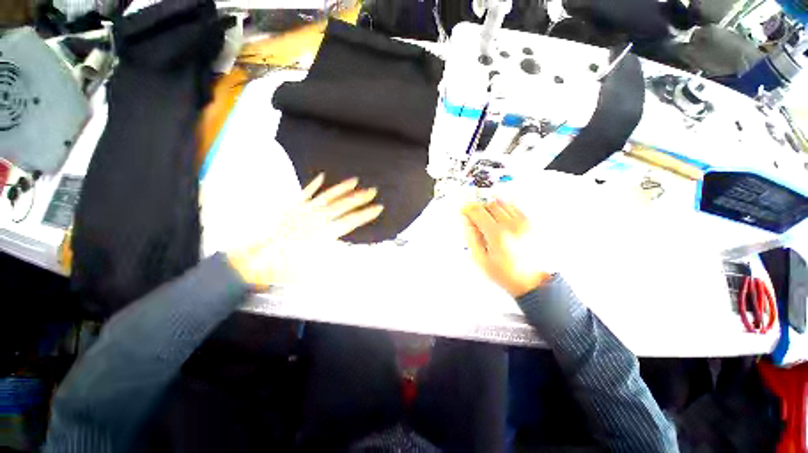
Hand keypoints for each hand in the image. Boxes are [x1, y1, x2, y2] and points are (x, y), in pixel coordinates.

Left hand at [228, 174, 382, 287]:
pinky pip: (306, 192)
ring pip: (328, 196)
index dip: (366, 214)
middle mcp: (317, 219)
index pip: (352, 221)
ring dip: (343, 188)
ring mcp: (305, 211)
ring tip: (354, 180)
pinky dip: (315, 184)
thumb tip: (353, 253)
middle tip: (372, 191)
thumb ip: (336, 258)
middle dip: (360, 198)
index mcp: (325, 233)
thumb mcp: (315, 268)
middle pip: (343, 205)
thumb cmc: (287, 266)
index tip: (378, 208)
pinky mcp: (293, 207)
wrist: (258, 259)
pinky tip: (322, 177)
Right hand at [462, 199, 551, 297]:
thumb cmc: (507, 274)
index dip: (468, 209)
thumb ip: (471, 237)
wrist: (531, 281)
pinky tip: (501, 220)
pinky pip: (515, 207)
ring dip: (492, 208)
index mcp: (497, 235)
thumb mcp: (480, 259)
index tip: (464, 210)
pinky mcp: (530, 223)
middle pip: (490, 204)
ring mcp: (523, 223)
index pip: (478, 211)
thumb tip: (467, 221)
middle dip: (480, 208)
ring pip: (503, 203)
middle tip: (476, 217)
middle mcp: (511, 226)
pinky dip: (505, 209)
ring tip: (489, 220)